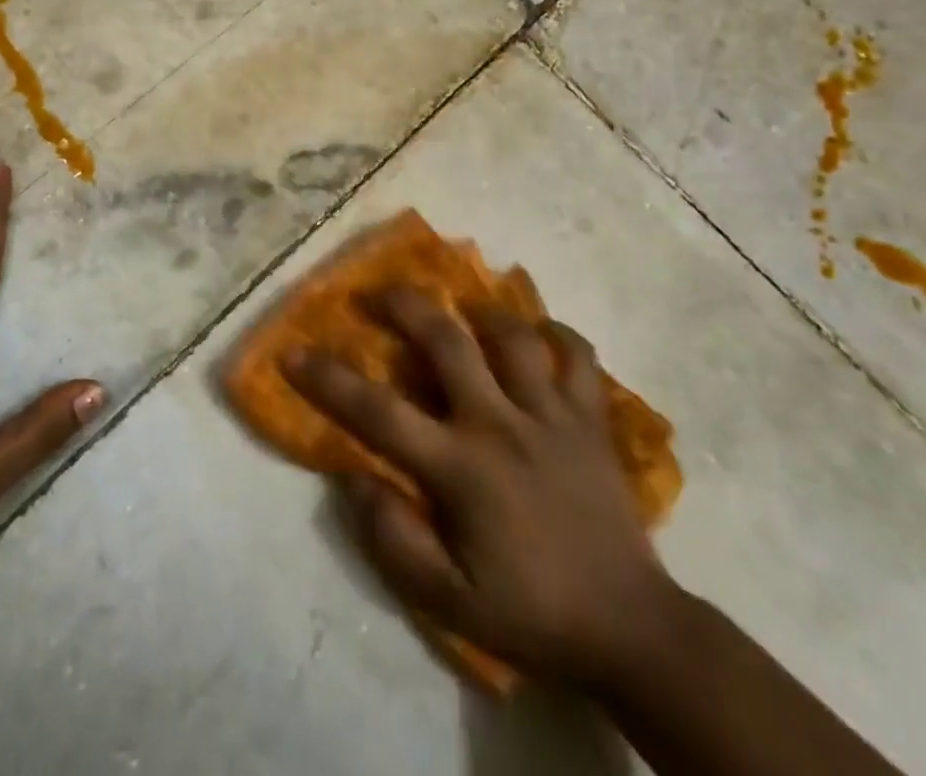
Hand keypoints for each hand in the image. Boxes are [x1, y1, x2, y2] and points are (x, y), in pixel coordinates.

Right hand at [283, 290, 676, 691]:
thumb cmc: (532, 613)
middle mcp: (501, 423)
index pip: (378, 411)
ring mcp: (551, 415)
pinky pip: (578, 357)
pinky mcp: (592, 420)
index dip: (328, 378)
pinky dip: (558, 335)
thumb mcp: (449, 602)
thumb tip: (352, 475)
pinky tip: (539, 333)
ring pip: (513, 334)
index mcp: (461, 467)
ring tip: (461, 308)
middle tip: (377, 293)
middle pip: (446, 339)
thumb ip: (393, 540)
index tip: (293, 352)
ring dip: (481, 311)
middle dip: (403, 304)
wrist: (632, 632)